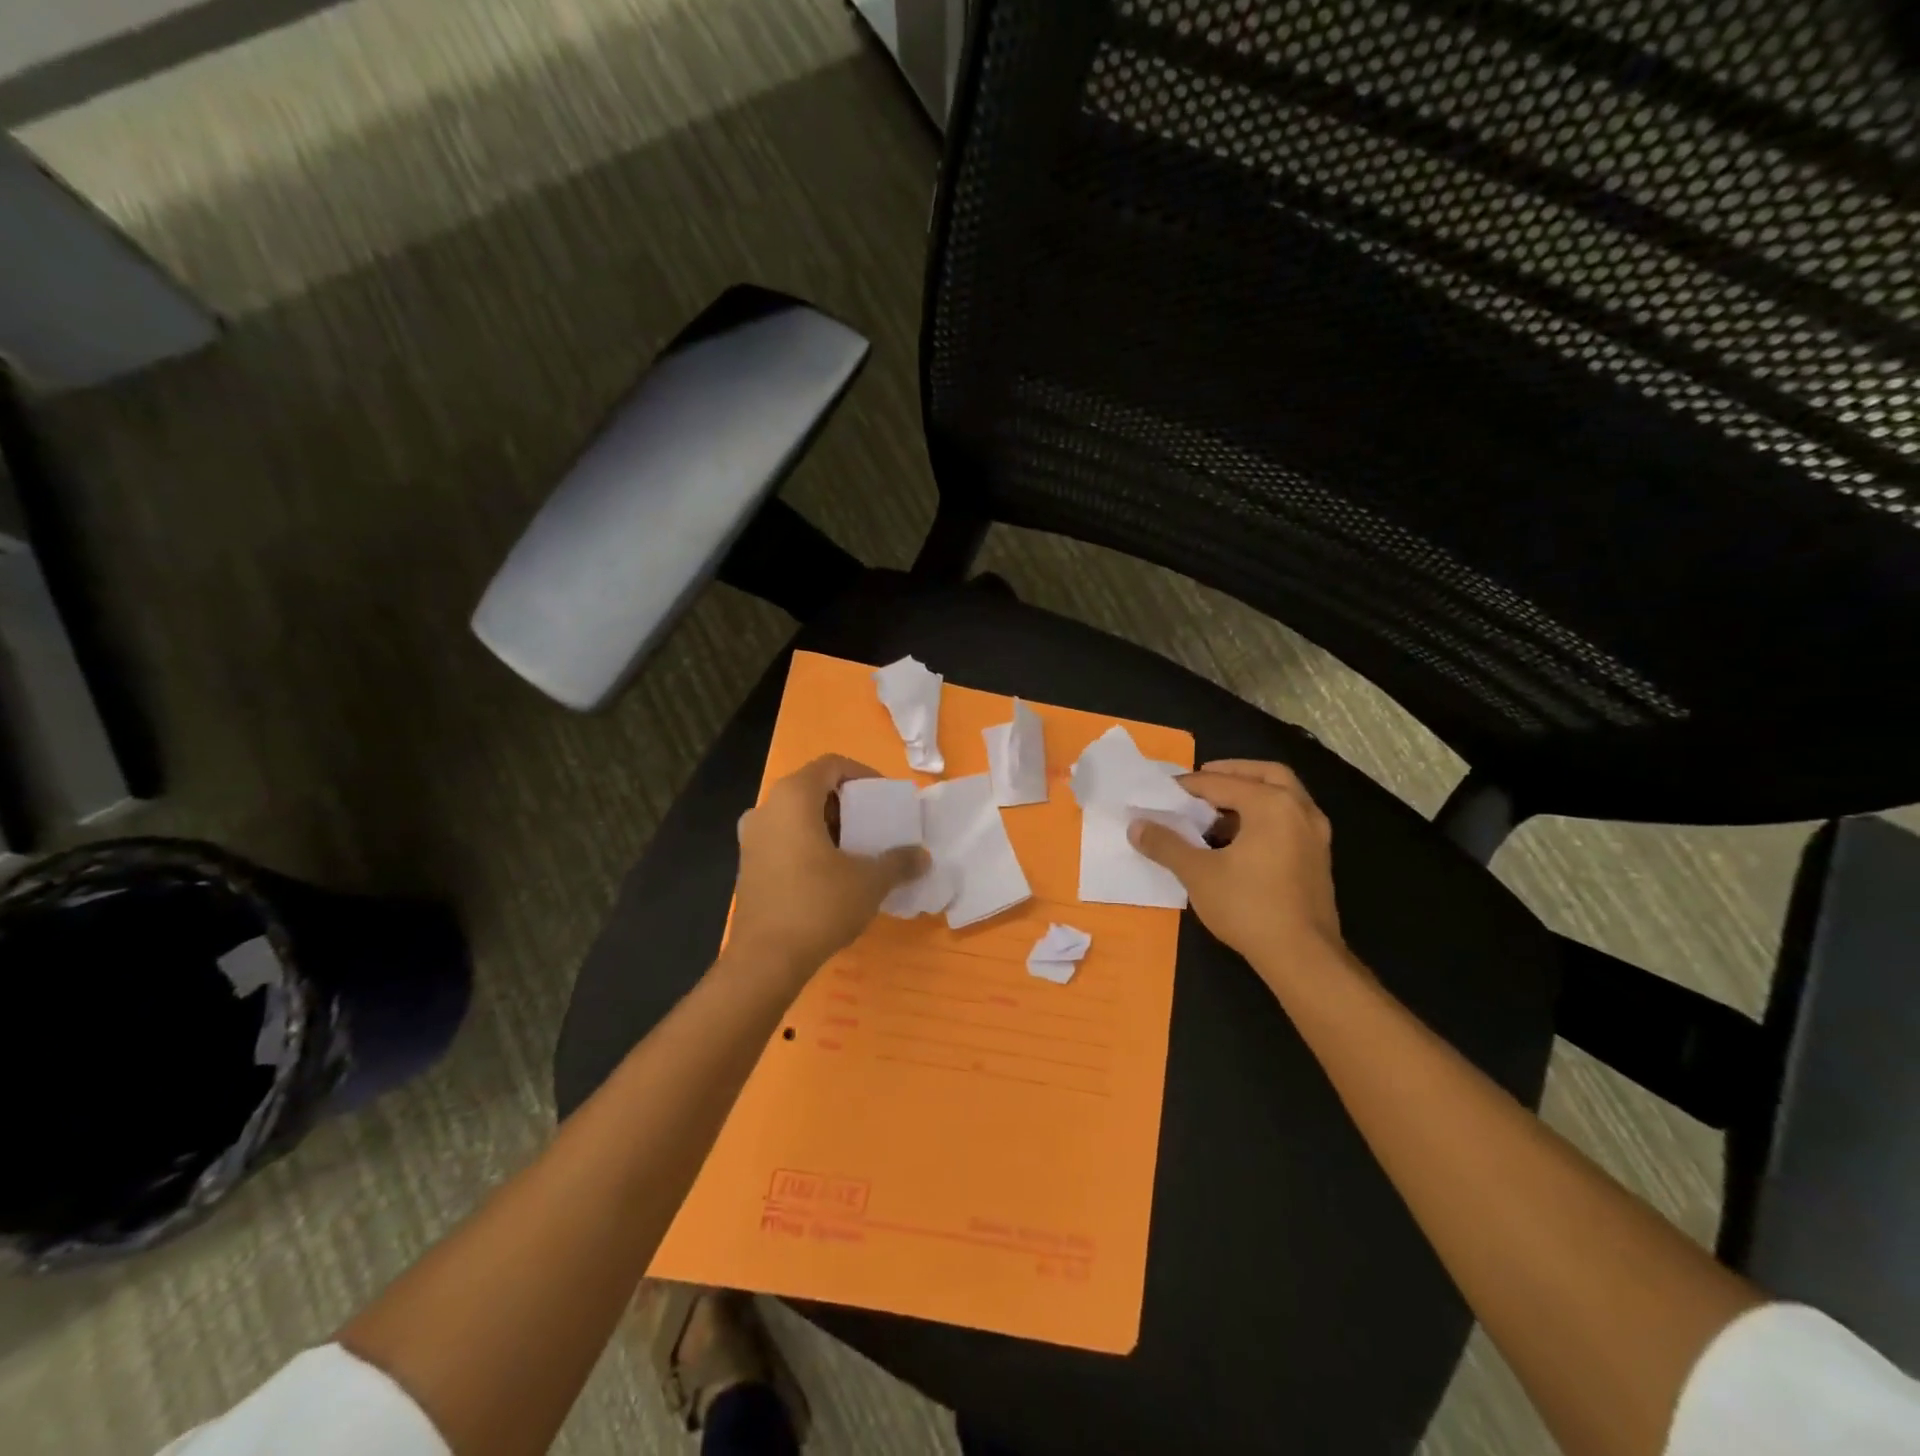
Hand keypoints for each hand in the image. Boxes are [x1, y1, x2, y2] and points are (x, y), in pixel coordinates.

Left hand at [726, 755, 930, 981]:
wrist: (766, 959)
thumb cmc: (819, 905)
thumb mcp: (870, 882)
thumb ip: (899, 862)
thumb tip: (923, 856)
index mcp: (793, 798)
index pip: (831, 765)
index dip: (862, 774)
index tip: (885, 798)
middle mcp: (766, 809)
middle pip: (812, 788)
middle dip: (846, 803)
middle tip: (874, 824)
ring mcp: (751, 838)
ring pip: (796, 815)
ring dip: (828, 825)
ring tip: (857, 849)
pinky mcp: (747, 865)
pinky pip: (783, 838)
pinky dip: (808, 843)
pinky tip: (831, 872)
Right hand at [1128, 759, 1345, 978]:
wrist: (1303, 957)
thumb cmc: (1249, 907)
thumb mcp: (1197, 873)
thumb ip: (1165, 844)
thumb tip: (1136, 825)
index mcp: (1271, 804)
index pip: (1221, 783)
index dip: (1189, 786)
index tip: (1163, 792)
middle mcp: (1299, 809)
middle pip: (1266, 774)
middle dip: (1233, 772)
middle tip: (1203, 780)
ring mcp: (1315, 834)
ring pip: (1283, 796)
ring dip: (1252, 793)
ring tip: (1217, 809)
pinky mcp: (1318, 857)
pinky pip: (1290, 818)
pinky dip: (1266, 814)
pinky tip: (1241, 837)